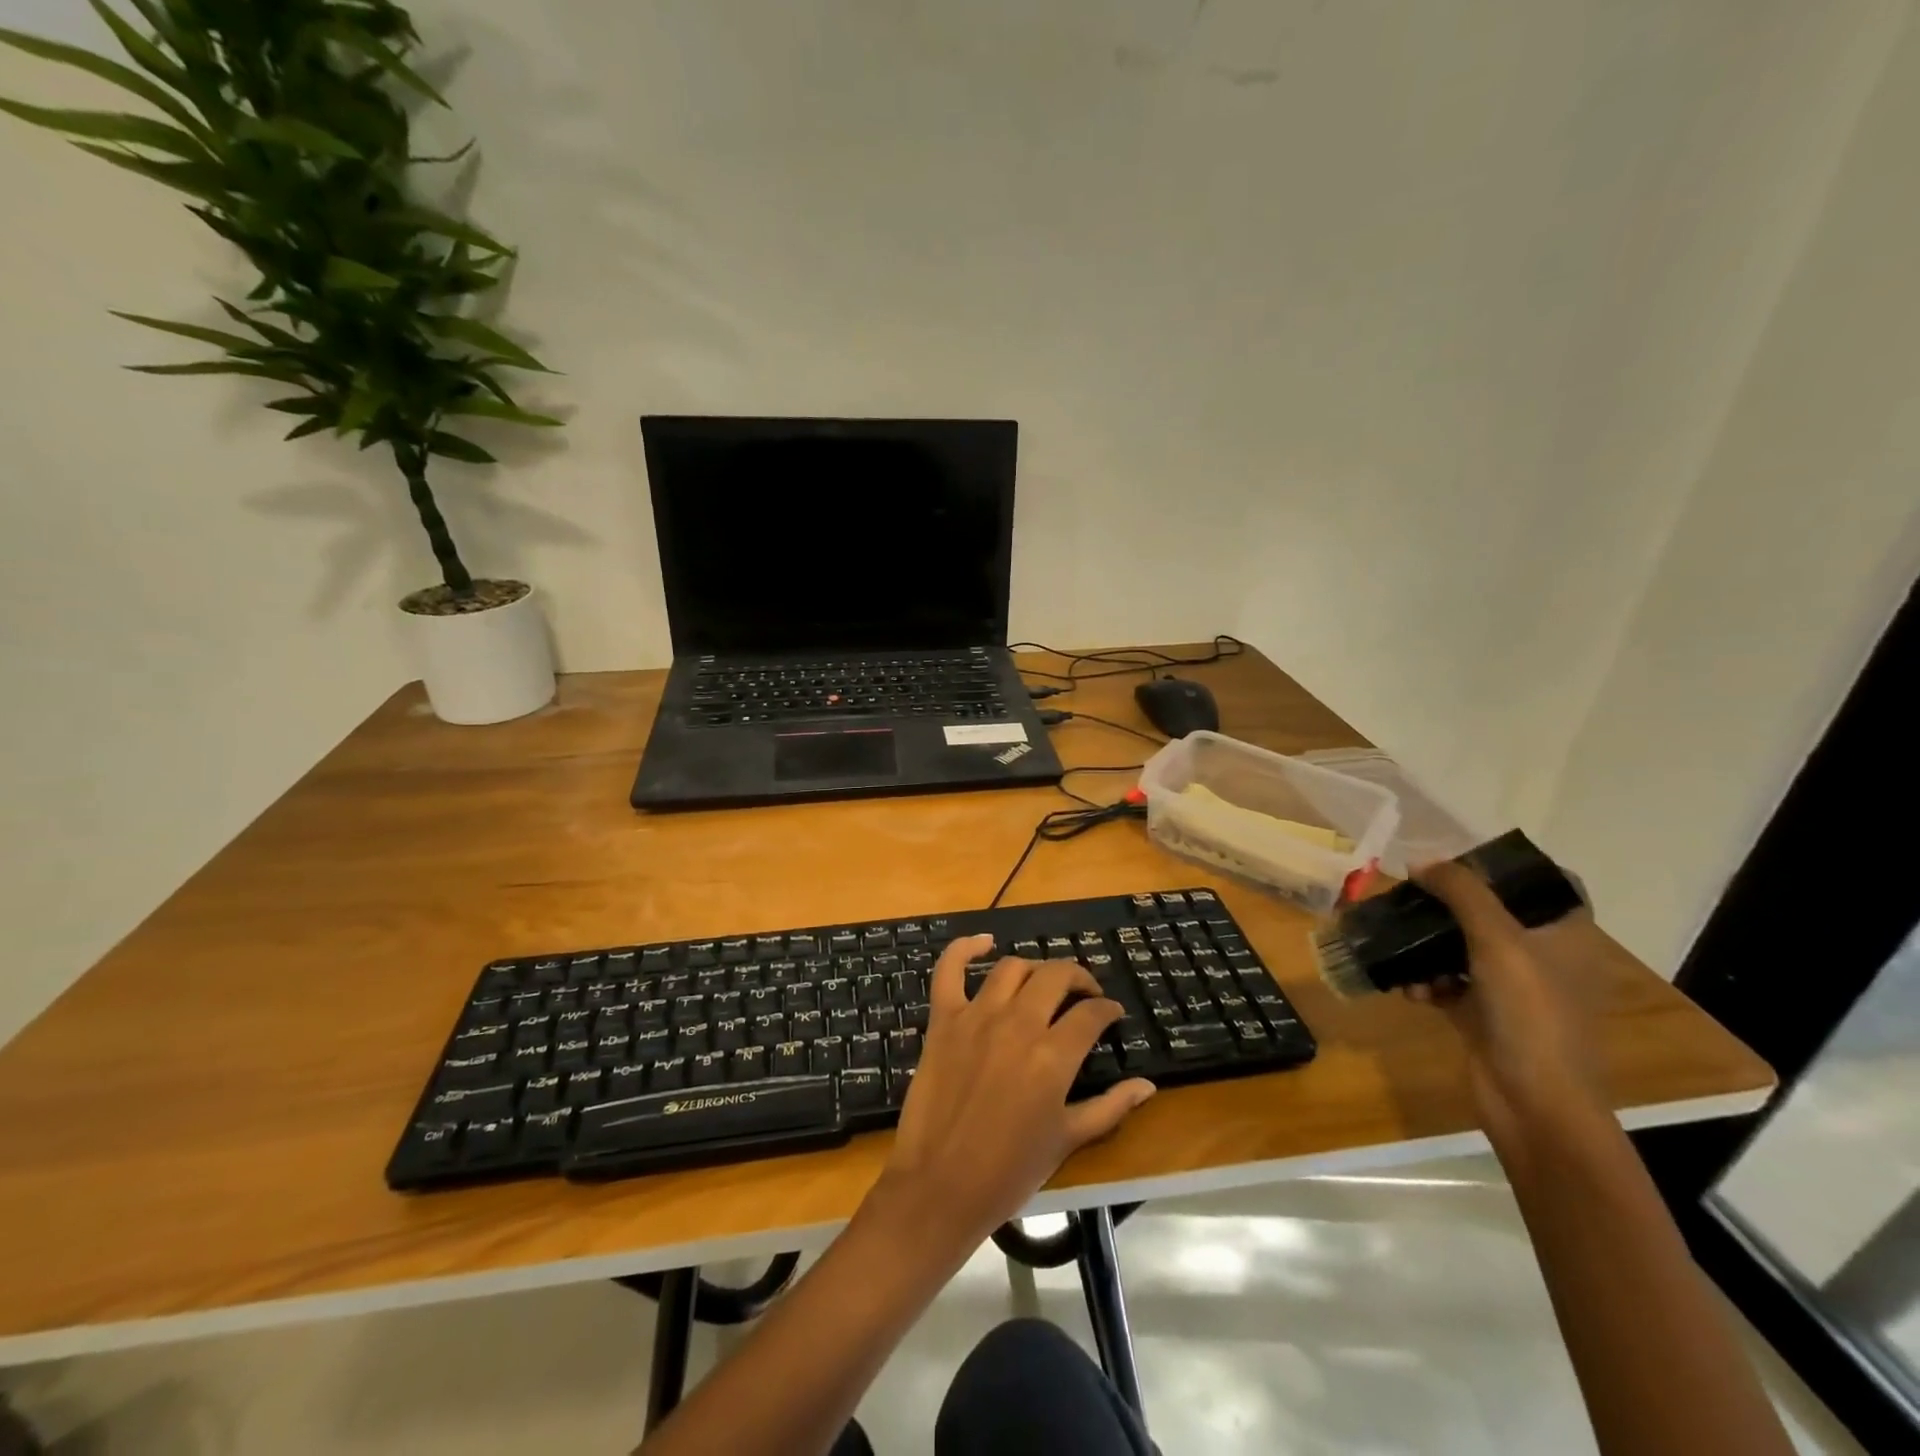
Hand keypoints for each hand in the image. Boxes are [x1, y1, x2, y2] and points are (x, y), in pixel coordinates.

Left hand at [876, 933, 1156, 1248]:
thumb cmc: (1009, 1170)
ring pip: (1012, 968)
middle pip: (1055, 976)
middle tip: (1084, 993)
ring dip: (1034, 969)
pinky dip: (965, 948)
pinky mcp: (943, 1019)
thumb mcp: (1067, 1140)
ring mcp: (976, 1016)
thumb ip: (1110, 1107)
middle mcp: (1017, 1024)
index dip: (1106, 1008)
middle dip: (1078, 978)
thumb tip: (1147, 1086)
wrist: (940, 1186)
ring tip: (1043, 983)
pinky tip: (983, 942)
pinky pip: (949, 969)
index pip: (1090, 1013)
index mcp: (1052, 1056)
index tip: (1111, 1013)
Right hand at [1408, 861, 1608, 1145]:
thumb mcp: (1497, 941)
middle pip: (1495, 914)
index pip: (1549, 884)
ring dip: (1430, 947)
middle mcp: (1545, 959)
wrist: (1534, 1103)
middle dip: (1451, 904)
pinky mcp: (1485, 1017)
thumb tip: (1421, 861)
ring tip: (1401, 948)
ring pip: (1465, 949)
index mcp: (1567, 937)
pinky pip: (1449, 984)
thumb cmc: (1531, 1014)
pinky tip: (1410, 989)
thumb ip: (1461, 893)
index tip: (1465, 857)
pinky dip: (1428, 982)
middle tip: (1414, 892)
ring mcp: (1515, 991)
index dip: (1511, 867)